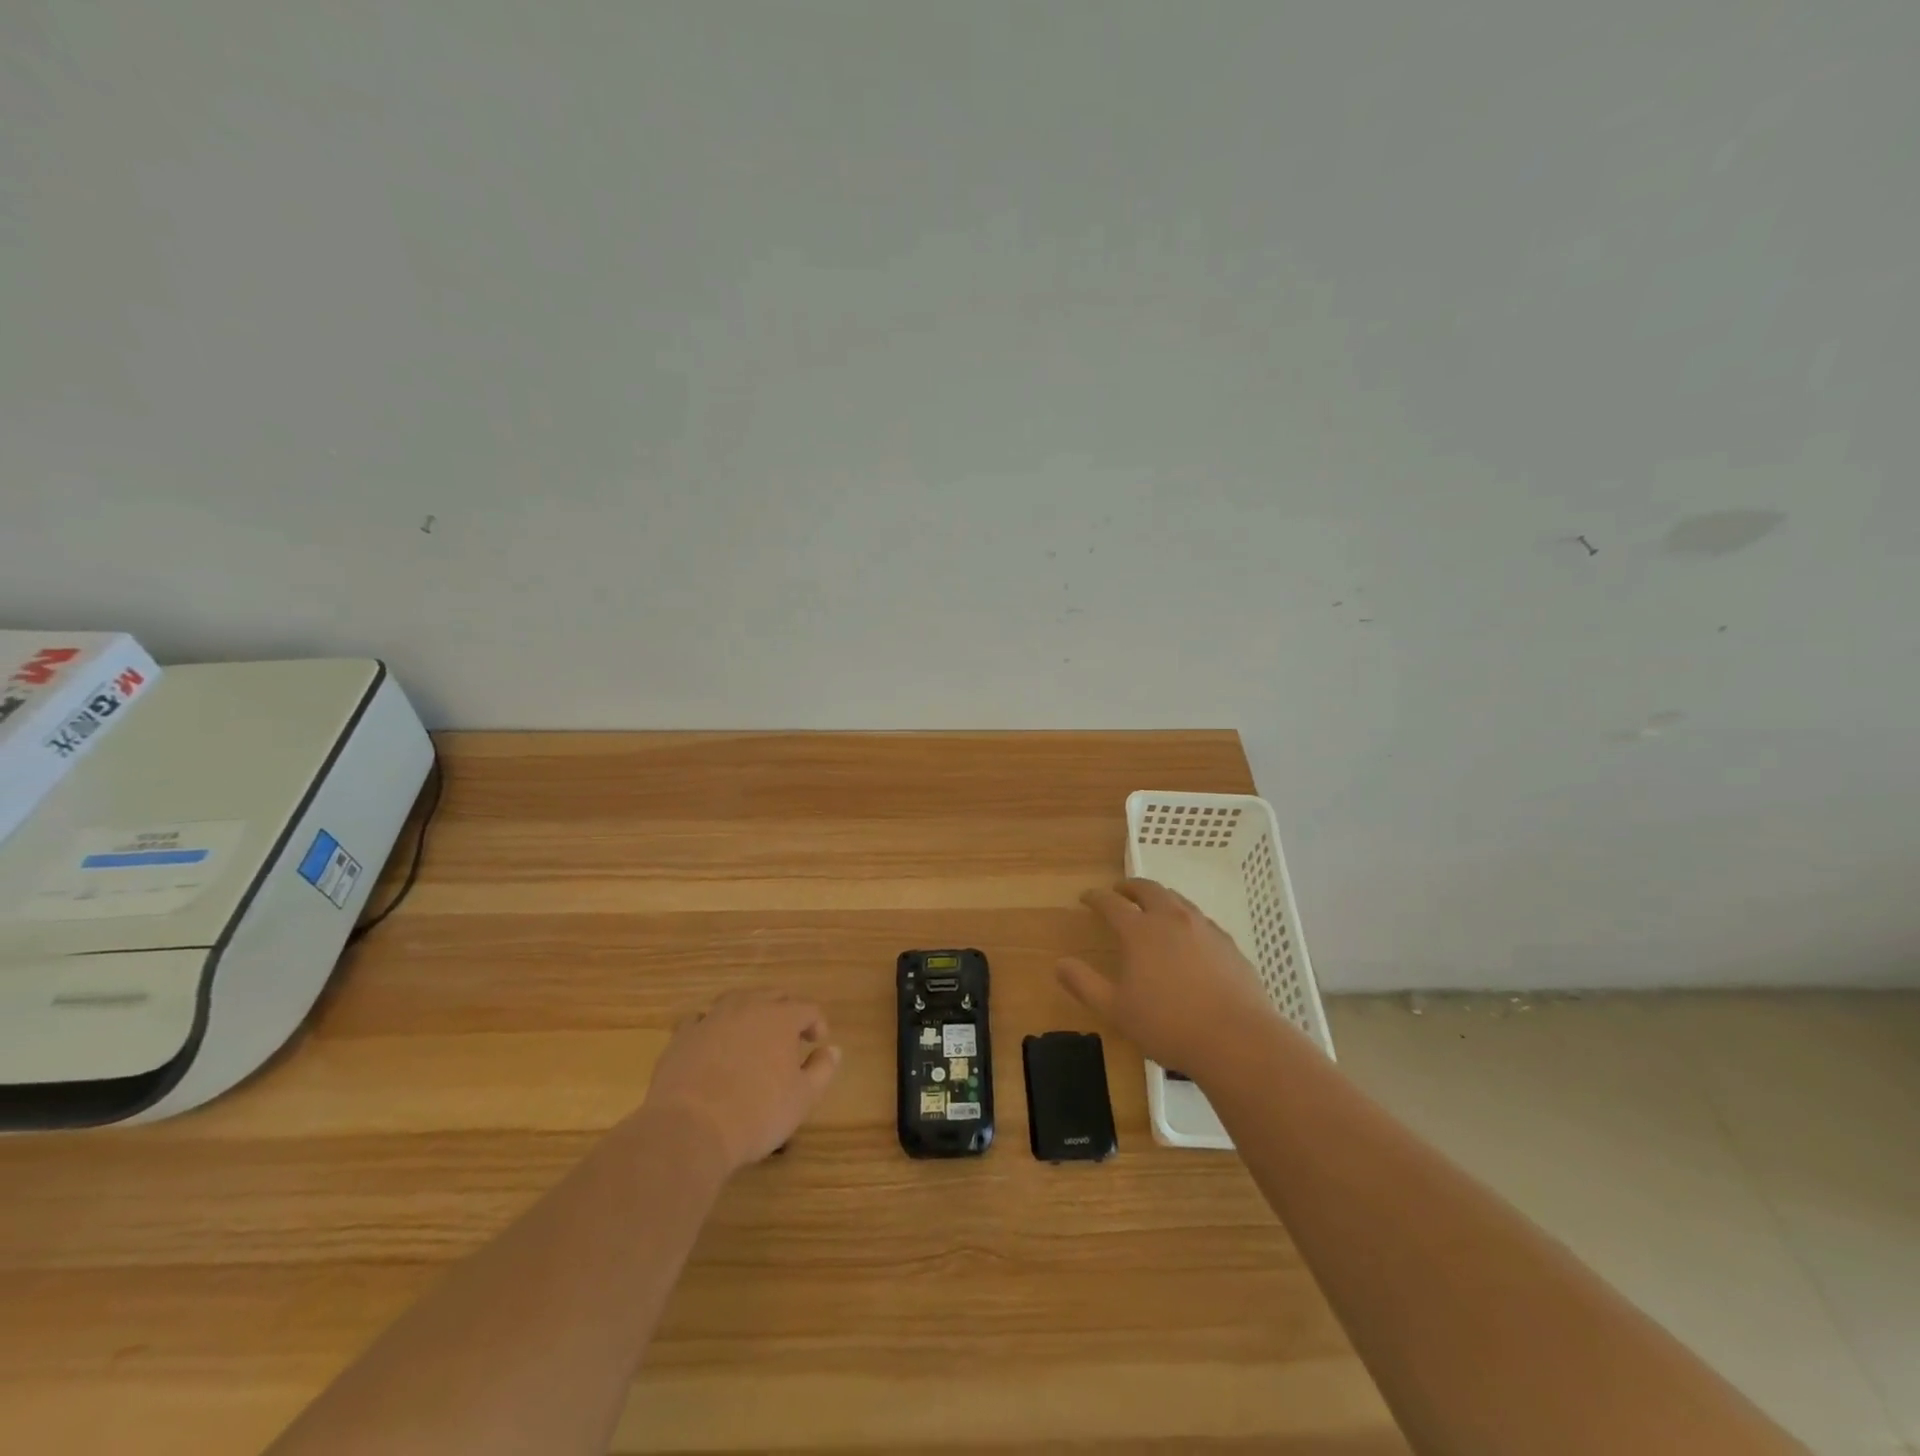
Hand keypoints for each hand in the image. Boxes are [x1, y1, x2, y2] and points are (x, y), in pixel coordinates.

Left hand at [639, 989, 840, 1173]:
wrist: (689, 1130)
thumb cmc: (757, 1114)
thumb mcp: (802, 1098)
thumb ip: (822, 1069)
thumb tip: (833, 1049)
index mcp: (781, 1018)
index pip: (808, 1009)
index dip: (817, 1023)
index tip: (818, 1042)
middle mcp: (748, 1007)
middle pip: (772, 996)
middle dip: (785, 1011)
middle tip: (789, 1036)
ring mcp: (712, 1018)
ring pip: (736, 1000)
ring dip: (749, 1012)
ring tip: (752, 1033)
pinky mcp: (683, 1036)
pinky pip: (702, 1020)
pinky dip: (713, 1026)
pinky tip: (713, 1044)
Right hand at [1057, 878, 1286, 1076]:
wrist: (1237, 1039)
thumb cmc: (1168, 1025)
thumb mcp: (1116, 1010)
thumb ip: (1085, 984)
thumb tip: (1060, 964)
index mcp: (1140, 931)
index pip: (1111, 904)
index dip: (1096, 898)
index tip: (1086, 897)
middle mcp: (1171, 919)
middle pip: (1148, 889)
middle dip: (1130, 887)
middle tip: (1120, 891)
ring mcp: (1204, 928)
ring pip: (1177, 899)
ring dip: (1159, 897)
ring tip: (1153, 907)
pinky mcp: (1228, 943)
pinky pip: (1200, 919)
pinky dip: (1185, 917)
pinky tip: (1187, 935)